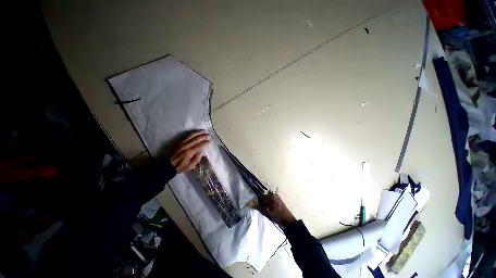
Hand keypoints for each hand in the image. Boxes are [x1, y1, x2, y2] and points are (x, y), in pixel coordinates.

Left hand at [169, 130, 209, 172]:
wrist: (167, 165)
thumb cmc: (180, 167)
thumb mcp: (189, 167)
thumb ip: (196, 160)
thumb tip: (202, 152)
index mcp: (189, 153)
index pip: (199, 146)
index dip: (205, 143)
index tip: (209, 141)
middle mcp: (185, 146)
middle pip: (196, 139)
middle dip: (203, 136)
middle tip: (208, 135)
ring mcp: (181, 143)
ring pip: (191, 135)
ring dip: (198, 132)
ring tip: (203, 131)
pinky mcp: (178, 142)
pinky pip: (186, 136)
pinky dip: (191, 133)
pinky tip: (195, 132)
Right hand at [249, 192, 296, 227]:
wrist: (288, 221)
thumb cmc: (276, 215)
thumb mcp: (265, 211)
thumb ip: (257, 206)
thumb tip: (248, 202)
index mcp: (270, 196)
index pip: (261, 196)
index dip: (258, 202)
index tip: (258, 207)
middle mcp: (274, 195)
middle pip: (265, 197)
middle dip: (263, 203)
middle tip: (263, 210)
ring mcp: (277, 198)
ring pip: (268, 200)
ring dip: (266, 204)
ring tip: (267, 211)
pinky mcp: (280, 201)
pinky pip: (272, 201)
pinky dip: (270, 205)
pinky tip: (271, 211)